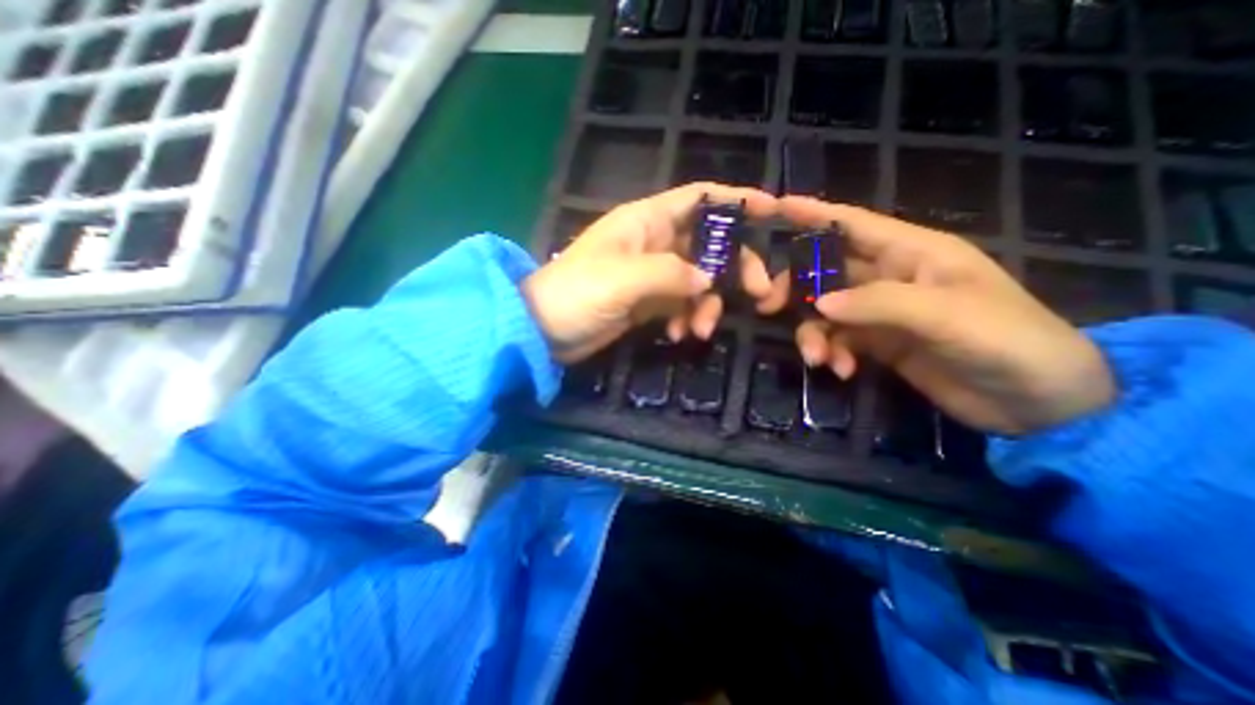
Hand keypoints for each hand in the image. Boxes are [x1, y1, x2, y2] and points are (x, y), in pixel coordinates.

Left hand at [525, 183, 780, 361]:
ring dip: (706, 305)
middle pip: (709, 244)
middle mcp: (654, 243)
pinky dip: (686, 318)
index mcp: (647, 221)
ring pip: (698, 281)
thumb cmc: (577, 293)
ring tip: (699, 331)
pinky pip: (681, 305)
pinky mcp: (647, 302)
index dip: (735, 200)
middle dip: (733, 267)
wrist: (544, 330)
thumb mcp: (624, 279)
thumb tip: (708, 280)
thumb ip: (671, 274)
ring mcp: (651, 275)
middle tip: (756, 294)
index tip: (772, 210)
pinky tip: (679, 334)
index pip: (699, 198)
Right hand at [760, 196, 1111, 431]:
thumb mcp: (945, 316)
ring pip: (826, 311)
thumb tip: (818, 304)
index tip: (773, 207)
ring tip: (818, 358)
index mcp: (912, 253)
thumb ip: (878, 304)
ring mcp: (881, 312)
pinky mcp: (878, 343)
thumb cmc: (1007, 341)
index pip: (852, 224)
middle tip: (768, 306)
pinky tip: (842, 371)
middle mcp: (890, 277)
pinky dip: (833, 354)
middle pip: (825, 271)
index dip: (812, 214)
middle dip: (796, 287)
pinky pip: (838, 340)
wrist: (1038, 404)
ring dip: (813, 333)